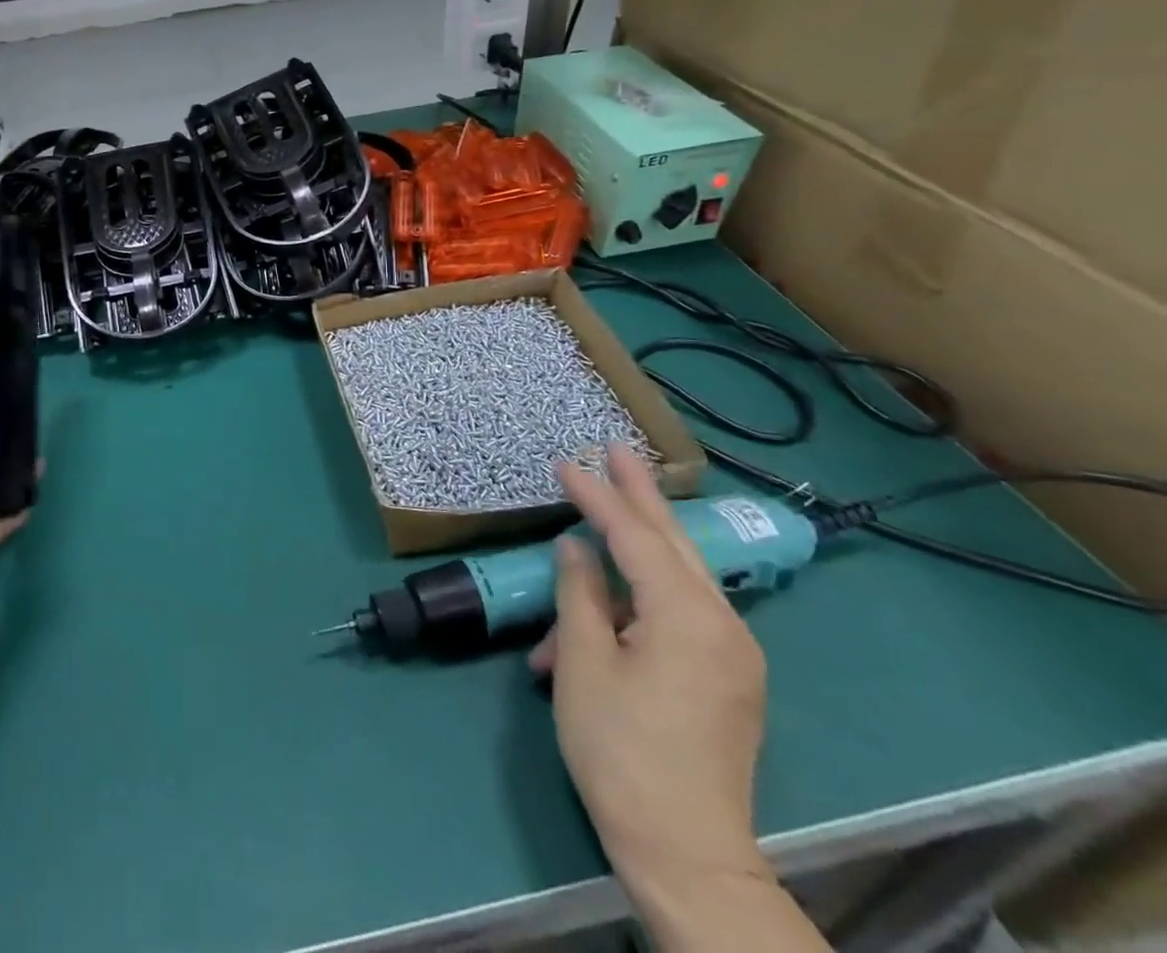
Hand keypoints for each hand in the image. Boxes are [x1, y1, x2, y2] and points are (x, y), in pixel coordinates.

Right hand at [528, 447, 772, 916]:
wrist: (686, 851)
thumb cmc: (621, 750)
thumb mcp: (584, 663)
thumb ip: (580, 594)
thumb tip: (577, 548)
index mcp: (687, 616)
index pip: (634, 536)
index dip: (597, 497)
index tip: (566, 463)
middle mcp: (723, 624)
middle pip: (673, 542)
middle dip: (641, 494)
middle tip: (618, 449)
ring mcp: (733, 653)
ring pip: (678, 576)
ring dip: (635, 549)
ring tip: (601, 515)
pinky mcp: (728, 677)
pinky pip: (682, 614)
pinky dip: (642, 597)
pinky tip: (606, 600)